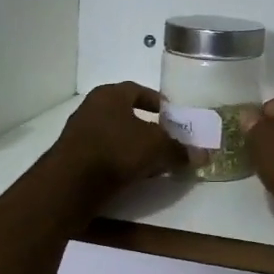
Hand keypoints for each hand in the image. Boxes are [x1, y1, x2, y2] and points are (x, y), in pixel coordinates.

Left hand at [48, 82, 184, 198]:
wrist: (70, 184)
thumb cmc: (116, 150)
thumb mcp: (156, 147)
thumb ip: (180, 150)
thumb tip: (204, 155)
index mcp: (110, 95)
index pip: (138, 90)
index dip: (157, 101)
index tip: (172, 115)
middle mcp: (92, 108)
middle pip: (126, 114)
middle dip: (148, 127)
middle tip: (166, 140)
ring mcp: (79, 133)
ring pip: (115, 135)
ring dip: (134, 147)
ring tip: (154, 163)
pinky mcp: (73, 157)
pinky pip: (104, 154)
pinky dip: (120, 161)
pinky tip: (133, 176)